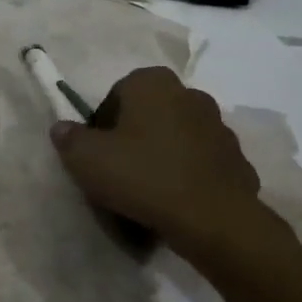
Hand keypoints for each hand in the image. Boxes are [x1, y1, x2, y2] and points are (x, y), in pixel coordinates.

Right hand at [50, 67, 275, 265]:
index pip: (116, 95)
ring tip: (145, 194)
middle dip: (132, 139)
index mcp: (153, 83)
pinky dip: (186, 178)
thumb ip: (69, 138)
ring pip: (175, 140)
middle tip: (117, 172)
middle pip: (148, 116)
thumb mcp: (86, 158)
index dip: (101, 125)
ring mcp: (219, 128)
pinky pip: (199, 165)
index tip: (96, 154)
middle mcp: (190, 95)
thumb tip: (63, 129)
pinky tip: (173, 204)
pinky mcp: (238, 161)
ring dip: (160, 158)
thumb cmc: (142, 175)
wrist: (212, 219)